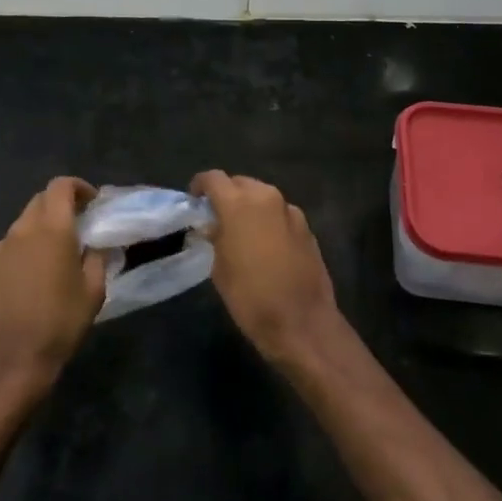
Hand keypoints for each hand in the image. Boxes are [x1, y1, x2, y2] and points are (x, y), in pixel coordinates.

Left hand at [0, 177, 106, 398]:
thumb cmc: (60, 324)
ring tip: (49, 260)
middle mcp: (20, 231)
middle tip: (74, 229)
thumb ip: (97, 258)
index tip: (90, 203)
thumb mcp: (94, 291)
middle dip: (58, 207)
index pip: (60, 186)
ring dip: (37, 233)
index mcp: (52, 229)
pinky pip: (4, 253)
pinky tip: (25, 283)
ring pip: (20, 228)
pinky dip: (18, 256)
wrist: (11, 363)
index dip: (77, 187)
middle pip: (39, 202)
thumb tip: (94, 244)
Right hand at [191, 170, 343, 367]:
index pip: (213, 178)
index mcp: (238, 204)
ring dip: (250, 206)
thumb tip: (214, 226)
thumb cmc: (251, 298)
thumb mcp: (220, 269)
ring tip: (242, 231)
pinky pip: (280, 213)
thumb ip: (215, 238)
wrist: (302, 322)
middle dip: (227, 194)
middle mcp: (266, 197)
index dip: (200, 186)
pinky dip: (269, 220)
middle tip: (217, 218)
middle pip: (240, 183)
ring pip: (263, 196)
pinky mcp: (307, 226)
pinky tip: (266, 245)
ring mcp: (290, 210)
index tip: (195, 200)